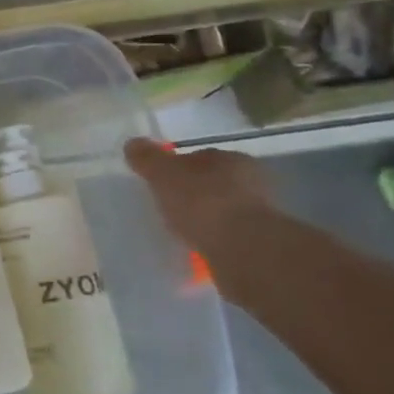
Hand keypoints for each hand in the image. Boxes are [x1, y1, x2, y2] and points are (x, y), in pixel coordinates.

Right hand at [124, 139, 276, 257]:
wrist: (245, 250)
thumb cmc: (203, 202)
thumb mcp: (164, 175)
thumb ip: (148, 159)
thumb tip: (133, 143)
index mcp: (232, 158)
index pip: (199, 157)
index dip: (177, 167)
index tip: (159, 182)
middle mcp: (252, 181)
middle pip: (212, 182)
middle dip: (192, 192)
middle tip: (167, 205)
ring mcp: (260, 213)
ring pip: (222, 209)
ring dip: (204, 217)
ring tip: (180, 229)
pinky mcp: (260, 242)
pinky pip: (227, 234)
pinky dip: (212, 238)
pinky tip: (196, 247)